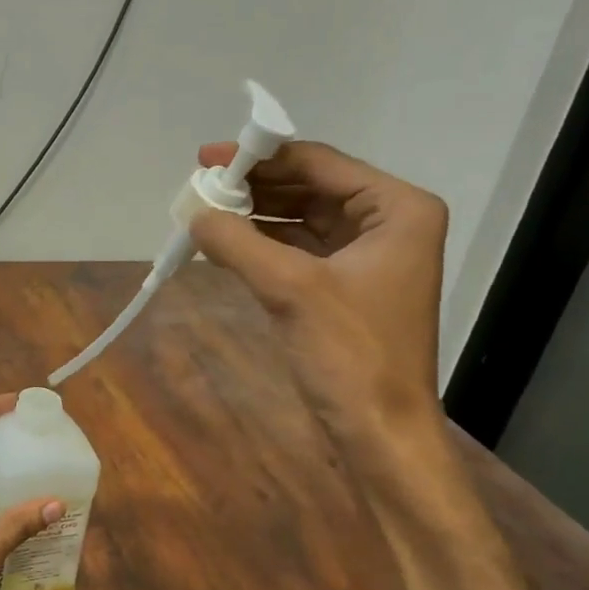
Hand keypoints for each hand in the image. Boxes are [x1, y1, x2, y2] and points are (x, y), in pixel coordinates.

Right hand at [190, 140, 447, 443]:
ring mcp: (366, 257)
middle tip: (200, 189)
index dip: (260, 158)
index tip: (206, 158)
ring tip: (203, 213)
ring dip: (254, 217)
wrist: (379, 431)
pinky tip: (223, 244)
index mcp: (396, 209)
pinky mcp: (344, 287)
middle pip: (309, 188)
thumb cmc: (350, 355)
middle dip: (254, 188)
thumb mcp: (290, 289)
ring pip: (300, 220)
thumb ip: (238, 242)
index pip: (319, 164)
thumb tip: (192, 211)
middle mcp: (387, 223)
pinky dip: (261, 246)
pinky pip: (296, 251)